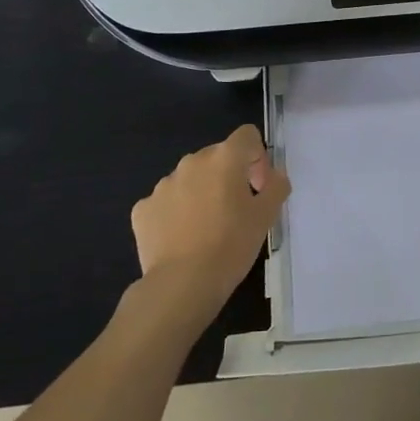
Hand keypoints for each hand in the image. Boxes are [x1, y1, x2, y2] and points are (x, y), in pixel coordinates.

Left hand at [131, 124, 289, 322]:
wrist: (182, 284)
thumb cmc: (231, 245)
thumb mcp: (266, 217)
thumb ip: (276, 187)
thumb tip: (274, 175)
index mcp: (225, 158)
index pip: (247, 136)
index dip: (257, 156)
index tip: (258, 187)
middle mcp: (192, 162)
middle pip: (217, 156)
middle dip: (228, 176)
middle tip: (235, 211)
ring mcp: (163, 184)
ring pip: (189, 179)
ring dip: (201, 192)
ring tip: (206, 228)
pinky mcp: (142, 208)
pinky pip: (166, 202)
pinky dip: (175, 213)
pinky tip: (181, 239)